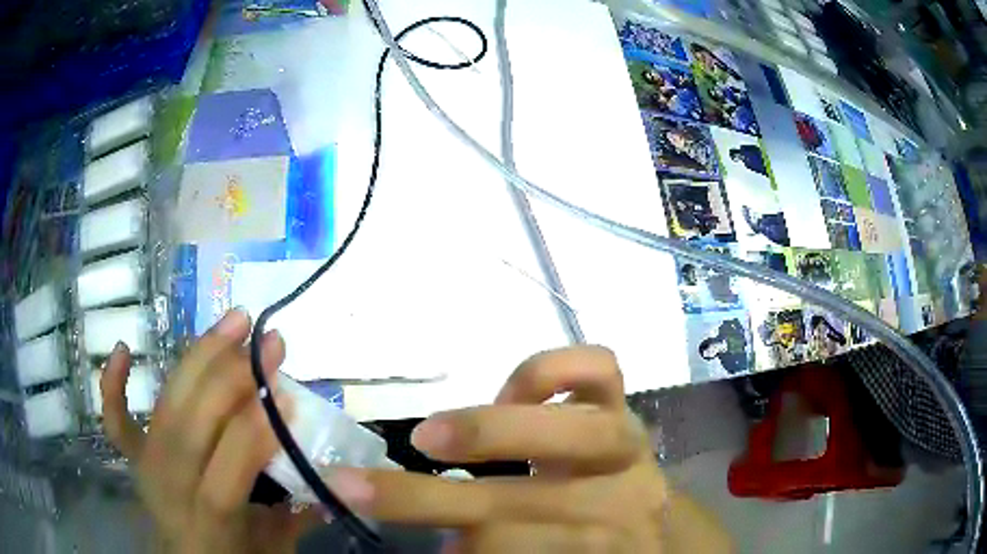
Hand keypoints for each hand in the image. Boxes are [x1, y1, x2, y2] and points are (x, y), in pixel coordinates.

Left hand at [101, 309, 315, 553]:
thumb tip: (336, 475)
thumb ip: (298, 513)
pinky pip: (115, 420)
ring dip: (198, 359)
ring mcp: (146, 467)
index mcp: (211, 521)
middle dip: (231, 378)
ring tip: (234, 322)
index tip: (287, 395)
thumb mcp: (275, 546)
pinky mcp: (133, 456)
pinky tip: (122, 349)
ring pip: (165, 406)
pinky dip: (112, 386)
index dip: (255, 432)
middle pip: (191, 425)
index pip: (228, 470)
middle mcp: (170, 488)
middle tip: (268, 342)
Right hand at [325, 346, 732, 552]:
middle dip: (437, 498)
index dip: (477, 547)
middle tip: (364, 486)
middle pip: (538, 497)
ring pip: (576, 430)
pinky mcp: (624, 402)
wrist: (646, 510)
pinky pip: (601, 370)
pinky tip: (510, 391)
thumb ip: (503, 548)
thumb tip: (447, 542)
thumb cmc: (590, 540)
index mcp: (611, 544)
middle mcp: (629, 493)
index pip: (538, 545)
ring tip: (428, 436)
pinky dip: (551, 370)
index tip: (424, 544)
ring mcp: (630, 439)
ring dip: (489, 433)